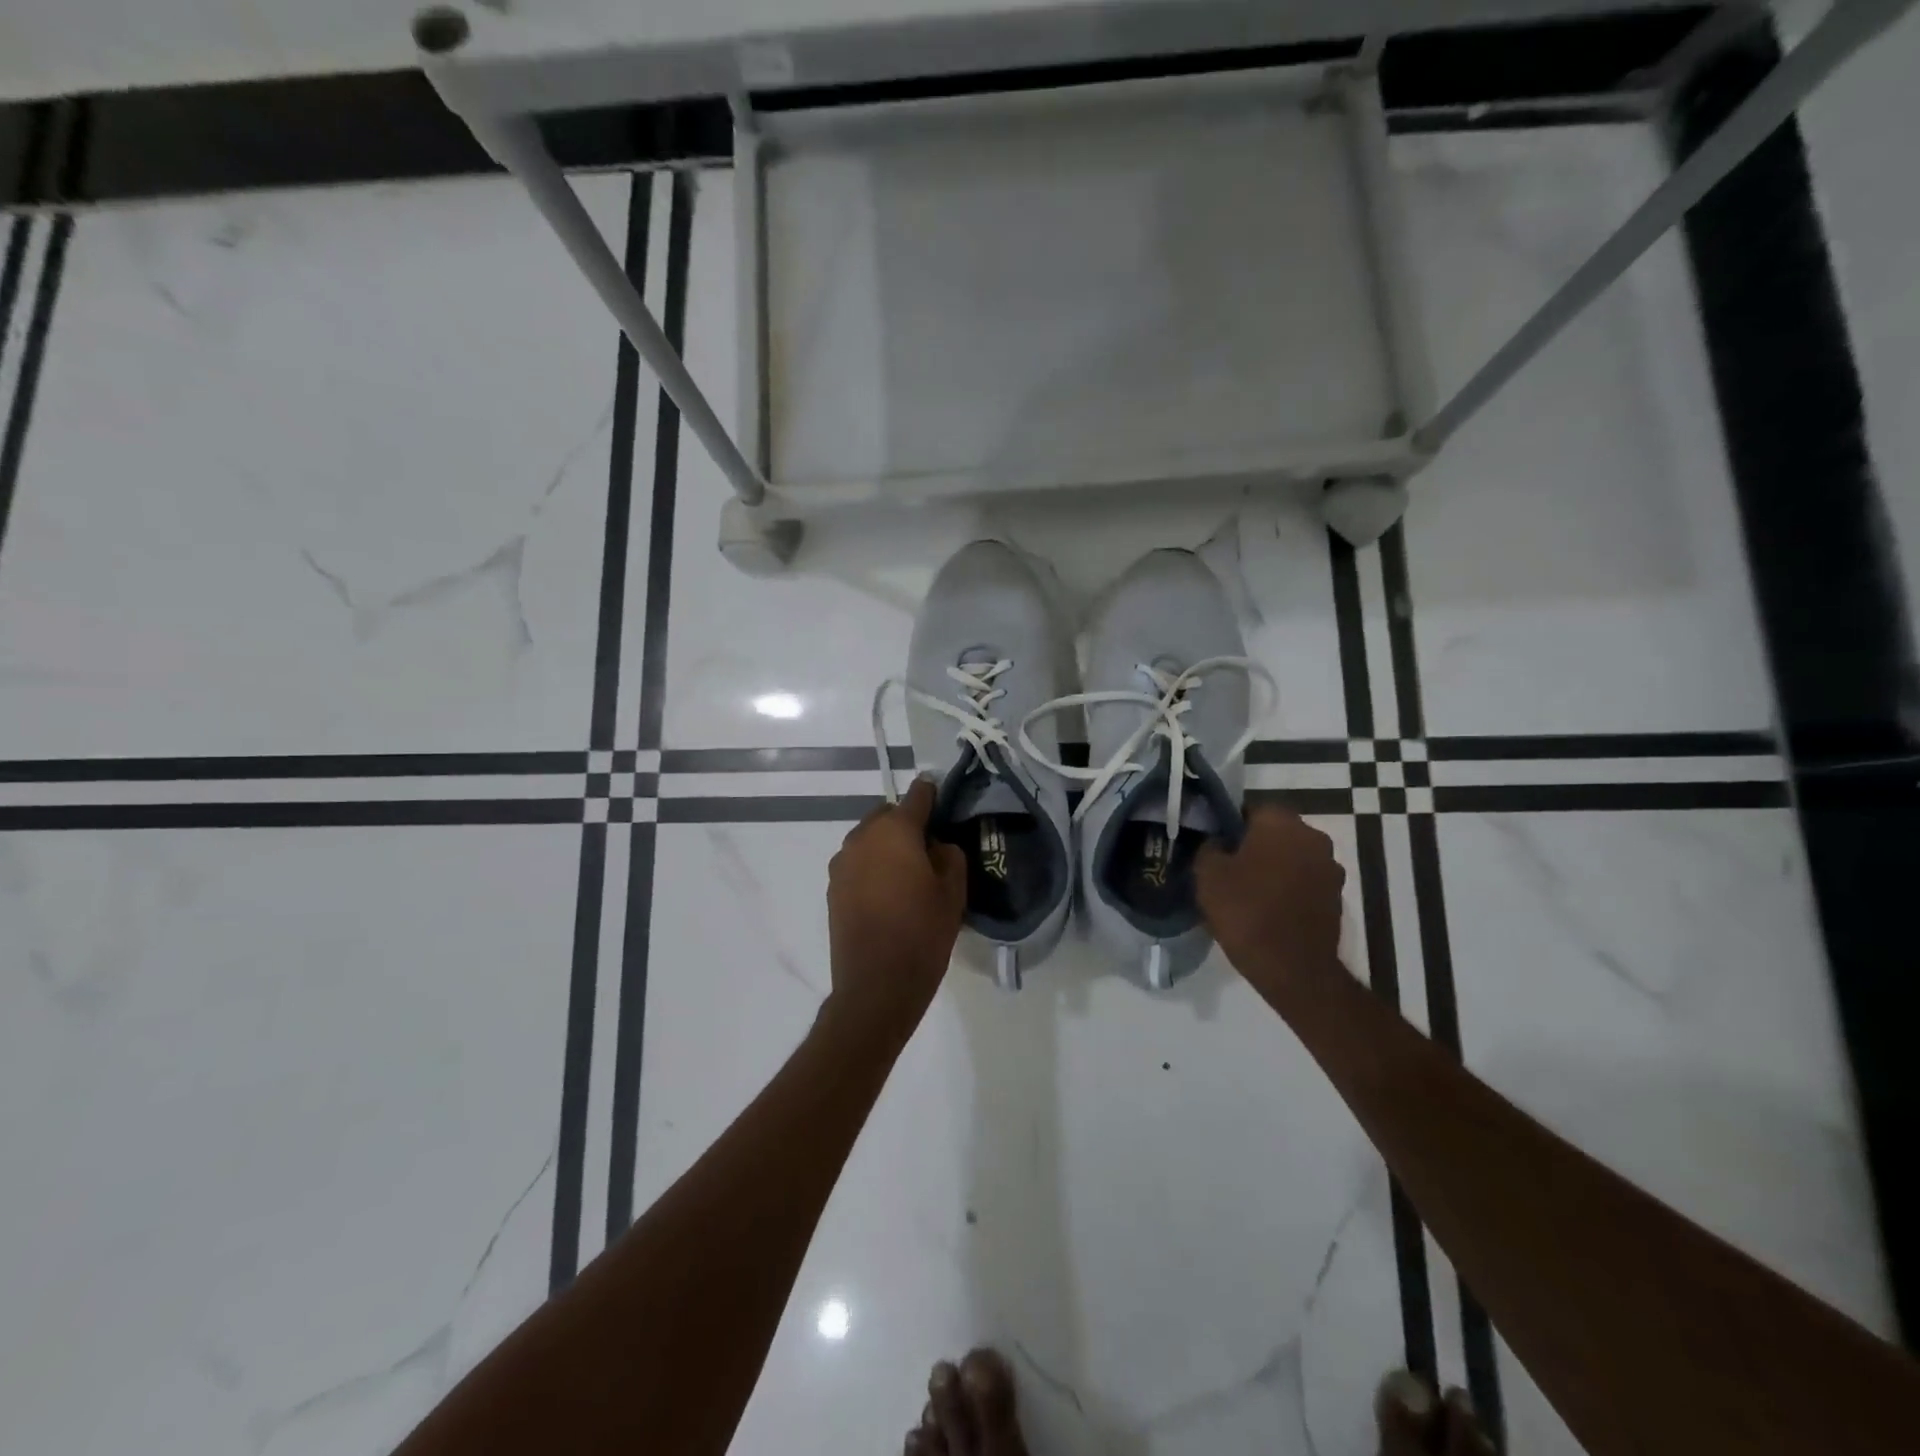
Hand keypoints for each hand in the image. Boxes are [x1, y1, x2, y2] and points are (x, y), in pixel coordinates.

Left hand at [824, 777, 967, 1039]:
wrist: (876, 986)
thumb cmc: (922, 934)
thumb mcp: (953, 893)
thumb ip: (949, 855)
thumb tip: (936, 844)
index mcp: (895, 832)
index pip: (916, 796)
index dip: (931, 794)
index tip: (941, 795)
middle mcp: (862, 838)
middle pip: (887, 815)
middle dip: (906, 823)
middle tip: (928, 848)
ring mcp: (842, 863)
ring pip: (869, 838)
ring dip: (887, 845)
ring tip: (907, 873)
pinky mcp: (832, 887)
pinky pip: (857, 862)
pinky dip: (872, 866)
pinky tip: (887, 892)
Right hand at [1196, 806, 1345, 992]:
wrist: (1294, 969)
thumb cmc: (1246, 912)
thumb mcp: (1207, 875)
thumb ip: (1209, 847)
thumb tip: (1217, 842)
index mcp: (1281, 822)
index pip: (1249, 810)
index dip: (1229, 827)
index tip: (1214, 848)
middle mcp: (1313, 836)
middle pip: (1274, 833)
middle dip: (1253, 846)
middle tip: (1227, 870)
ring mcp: (1330, 867)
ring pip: (1291, 857)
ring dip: (1274, 868)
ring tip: (1248, 892)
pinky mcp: (1337, 897)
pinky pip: (1304, 882)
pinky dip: (1288, 889)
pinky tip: (1269, 909)